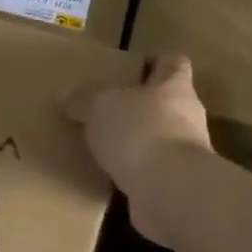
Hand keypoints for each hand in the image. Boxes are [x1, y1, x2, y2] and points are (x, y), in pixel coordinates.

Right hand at [62, 53, 213, 247]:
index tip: (133, 68)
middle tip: (107, 109)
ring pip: (159, 138)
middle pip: (166, 102)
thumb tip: (64, 96)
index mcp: (175, 87)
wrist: (169, 190)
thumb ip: (84, 98)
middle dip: (140, 105)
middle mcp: (187, 116)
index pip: (174, 63)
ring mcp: (185, 153)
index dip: (156, 62)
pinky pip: (152, 170)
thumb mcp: (101, 106)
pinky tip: (111, 175)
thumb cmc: (140, 132)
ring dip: (137, 141)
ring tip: (104, 145)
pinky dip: (135, 171)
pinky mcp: (177, 184)